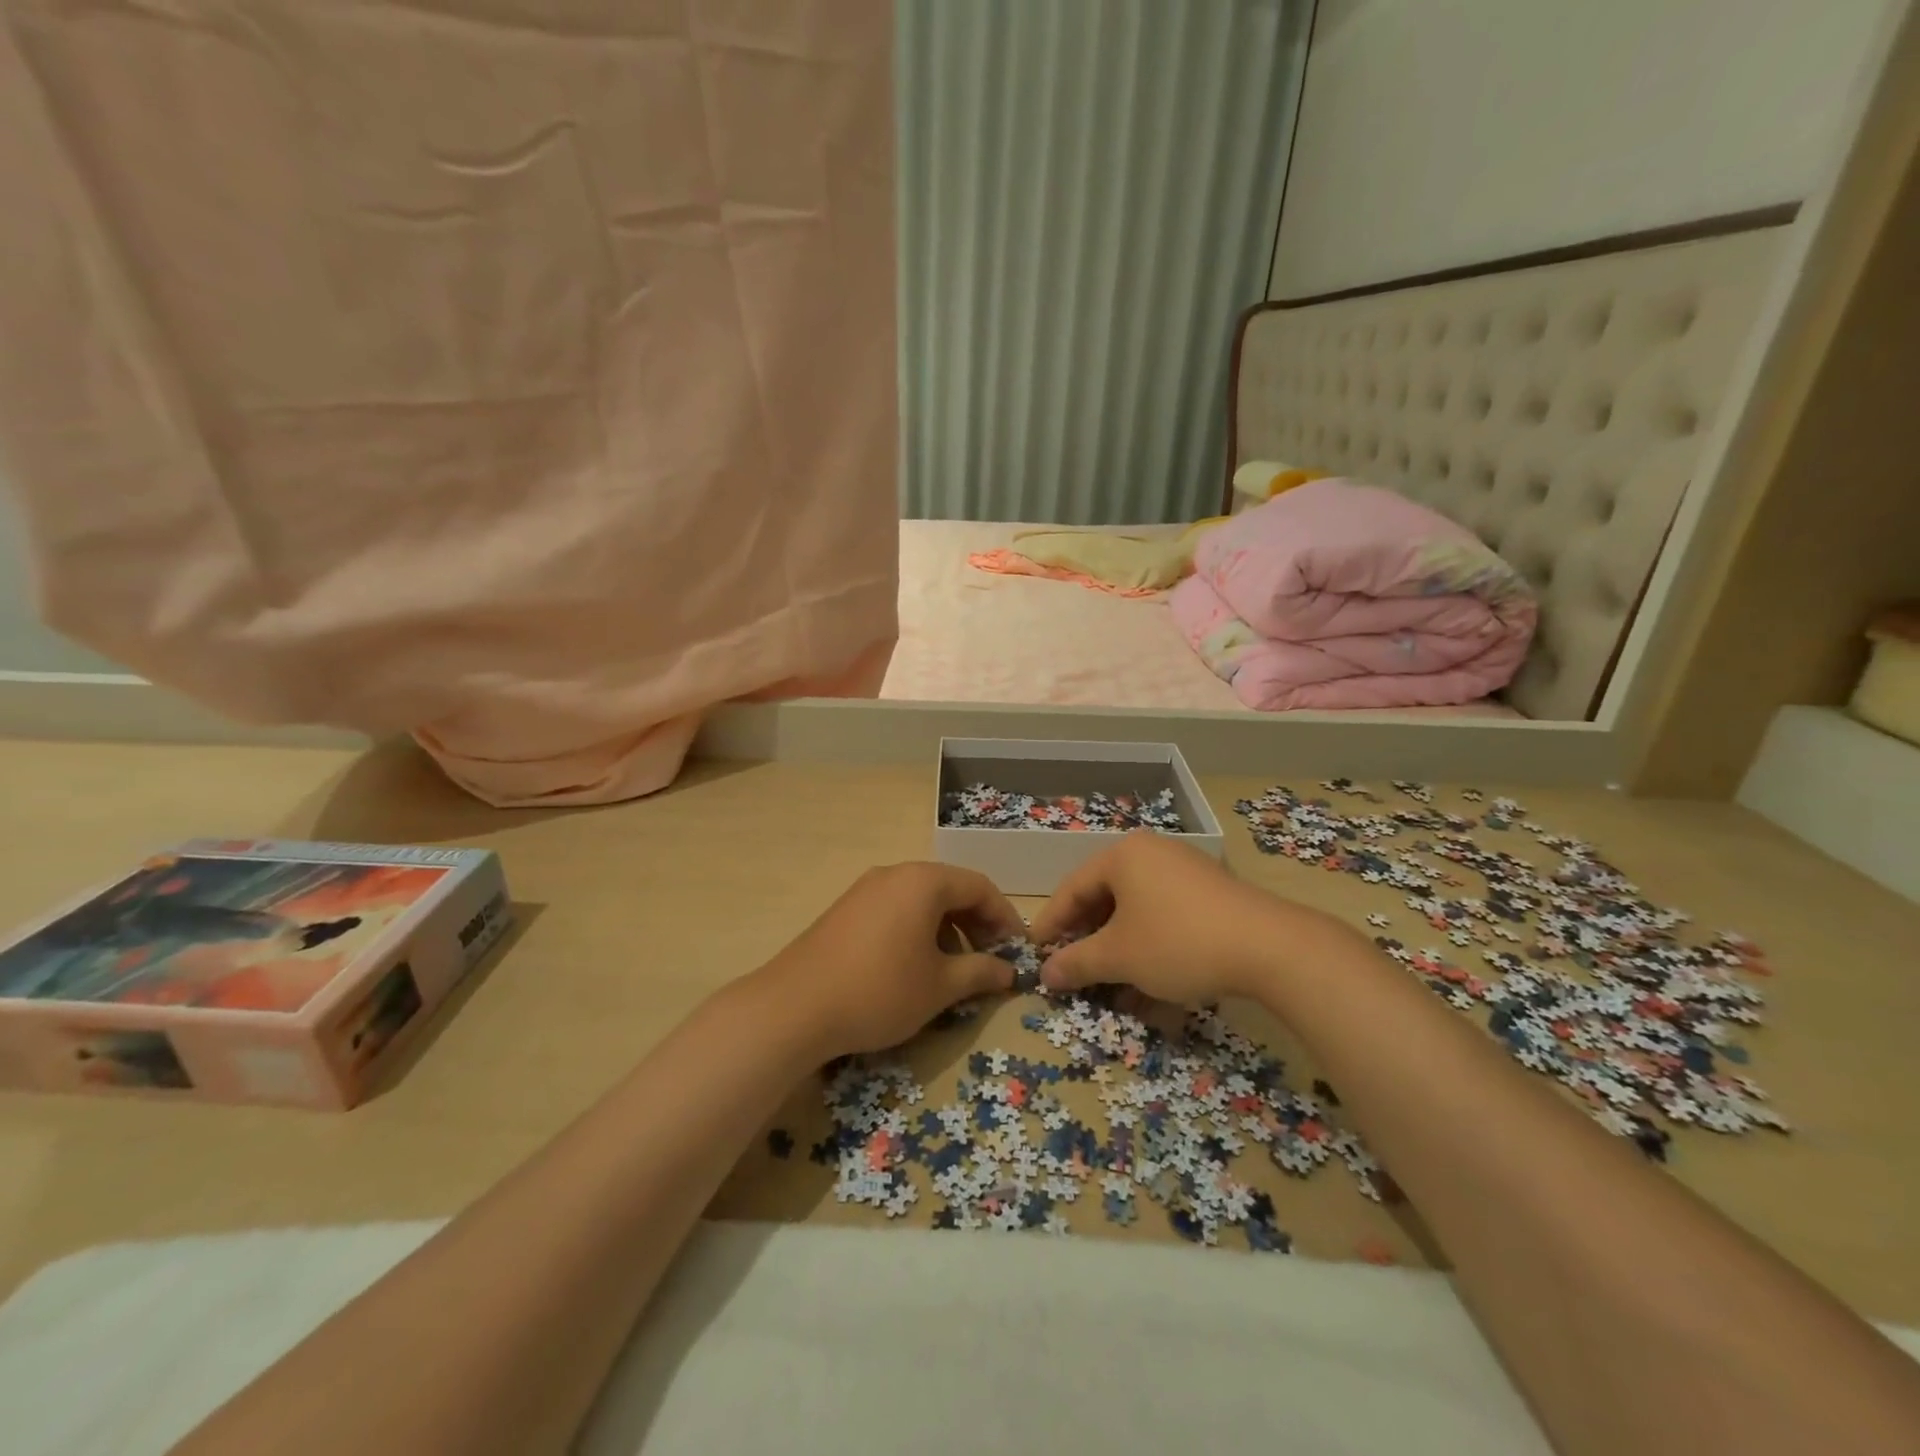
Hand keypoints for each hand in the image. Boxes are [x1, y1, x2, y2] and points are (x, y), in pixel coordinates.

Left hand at [759, 863, 1025, 1057]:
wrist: (794, 1007)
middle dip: (976, 923)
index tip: (1017, 951)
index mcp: (923, 882)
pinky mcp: (845, 910)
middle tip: (990, 960)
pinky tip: (914, 966)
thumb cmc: (880, 990)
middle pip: (950, 889)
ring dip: (947, 928)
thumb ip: (980, 972)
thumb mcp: (939, 986)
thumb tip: (1008, 971)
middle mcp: (895, 874)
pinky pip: (895, 909)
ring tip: (953, 969)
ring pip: (921, 900)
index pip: (980, 887)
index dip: (1005, 918)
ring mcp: (865, 889)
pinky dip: (917, 930)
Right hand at [1029, 832, 1349, 1001]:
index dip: (1051, 923)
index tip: (1036, 953)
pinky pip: (1167, 919)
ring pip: (1138, 914)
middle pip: (1106, 899)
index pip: (1073, 888)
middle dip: (1089, 942)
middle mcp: (1153, 854)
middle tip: (1073, 971)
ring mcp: (1186, 872)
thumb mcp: (1119, 957)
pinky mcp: (1213, 896)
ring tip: (1113, 991)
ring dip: (1121, 953)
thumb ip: (1076, 963)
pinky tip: (1152, 988)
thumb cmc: (1178, 942)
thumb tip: (1045, 975)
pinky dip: (1152, 950)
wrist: (1271, 948)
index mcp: (1124, 856)